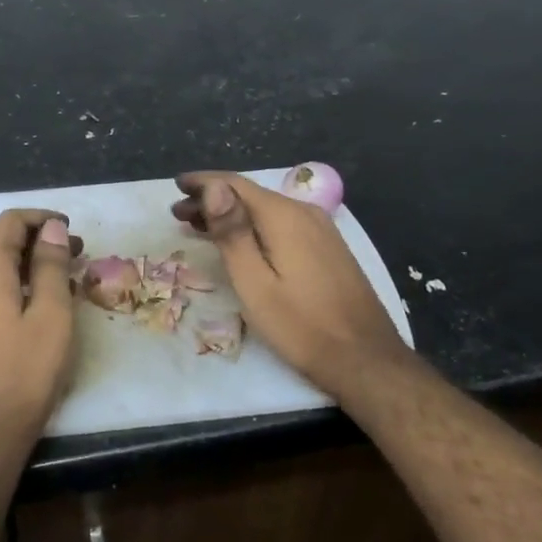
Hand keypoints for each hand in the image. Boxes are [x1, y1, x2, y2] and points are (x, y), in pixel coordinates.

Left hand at [0, 209, 80, 460]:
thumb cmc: (23, 373)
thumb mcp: (51, 316)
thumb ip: (51, 266)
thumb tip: (52, 229)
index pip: (10, 222)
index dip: (42, 219)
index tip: (72, 230)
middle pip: (0, 243)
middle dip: (38, 243)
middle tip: (76, 256)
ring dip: (27, 266)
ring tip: (62, 281)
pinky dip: (13, 286)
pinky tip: (36, 306)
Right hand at [173, 172, 413, 397]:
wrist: (365, 359)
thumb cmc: (300, 325)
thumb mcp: (254, 282)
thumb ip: (232, 232)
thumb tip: (213, 187)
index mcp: (284, 216)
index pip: (235, 184)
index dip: (203, 182)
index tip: (176, 185)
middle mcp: (305, 212)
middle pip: (250, 195)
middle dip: (213, 199)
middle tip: (178, 213)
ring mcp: (321, 230)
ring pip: (266, 210)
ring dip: (232, 214)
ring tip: (199, 226)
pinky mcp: (328, 248)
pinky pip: (282, 224)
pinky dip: (254, 226)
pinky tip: (240, 242)